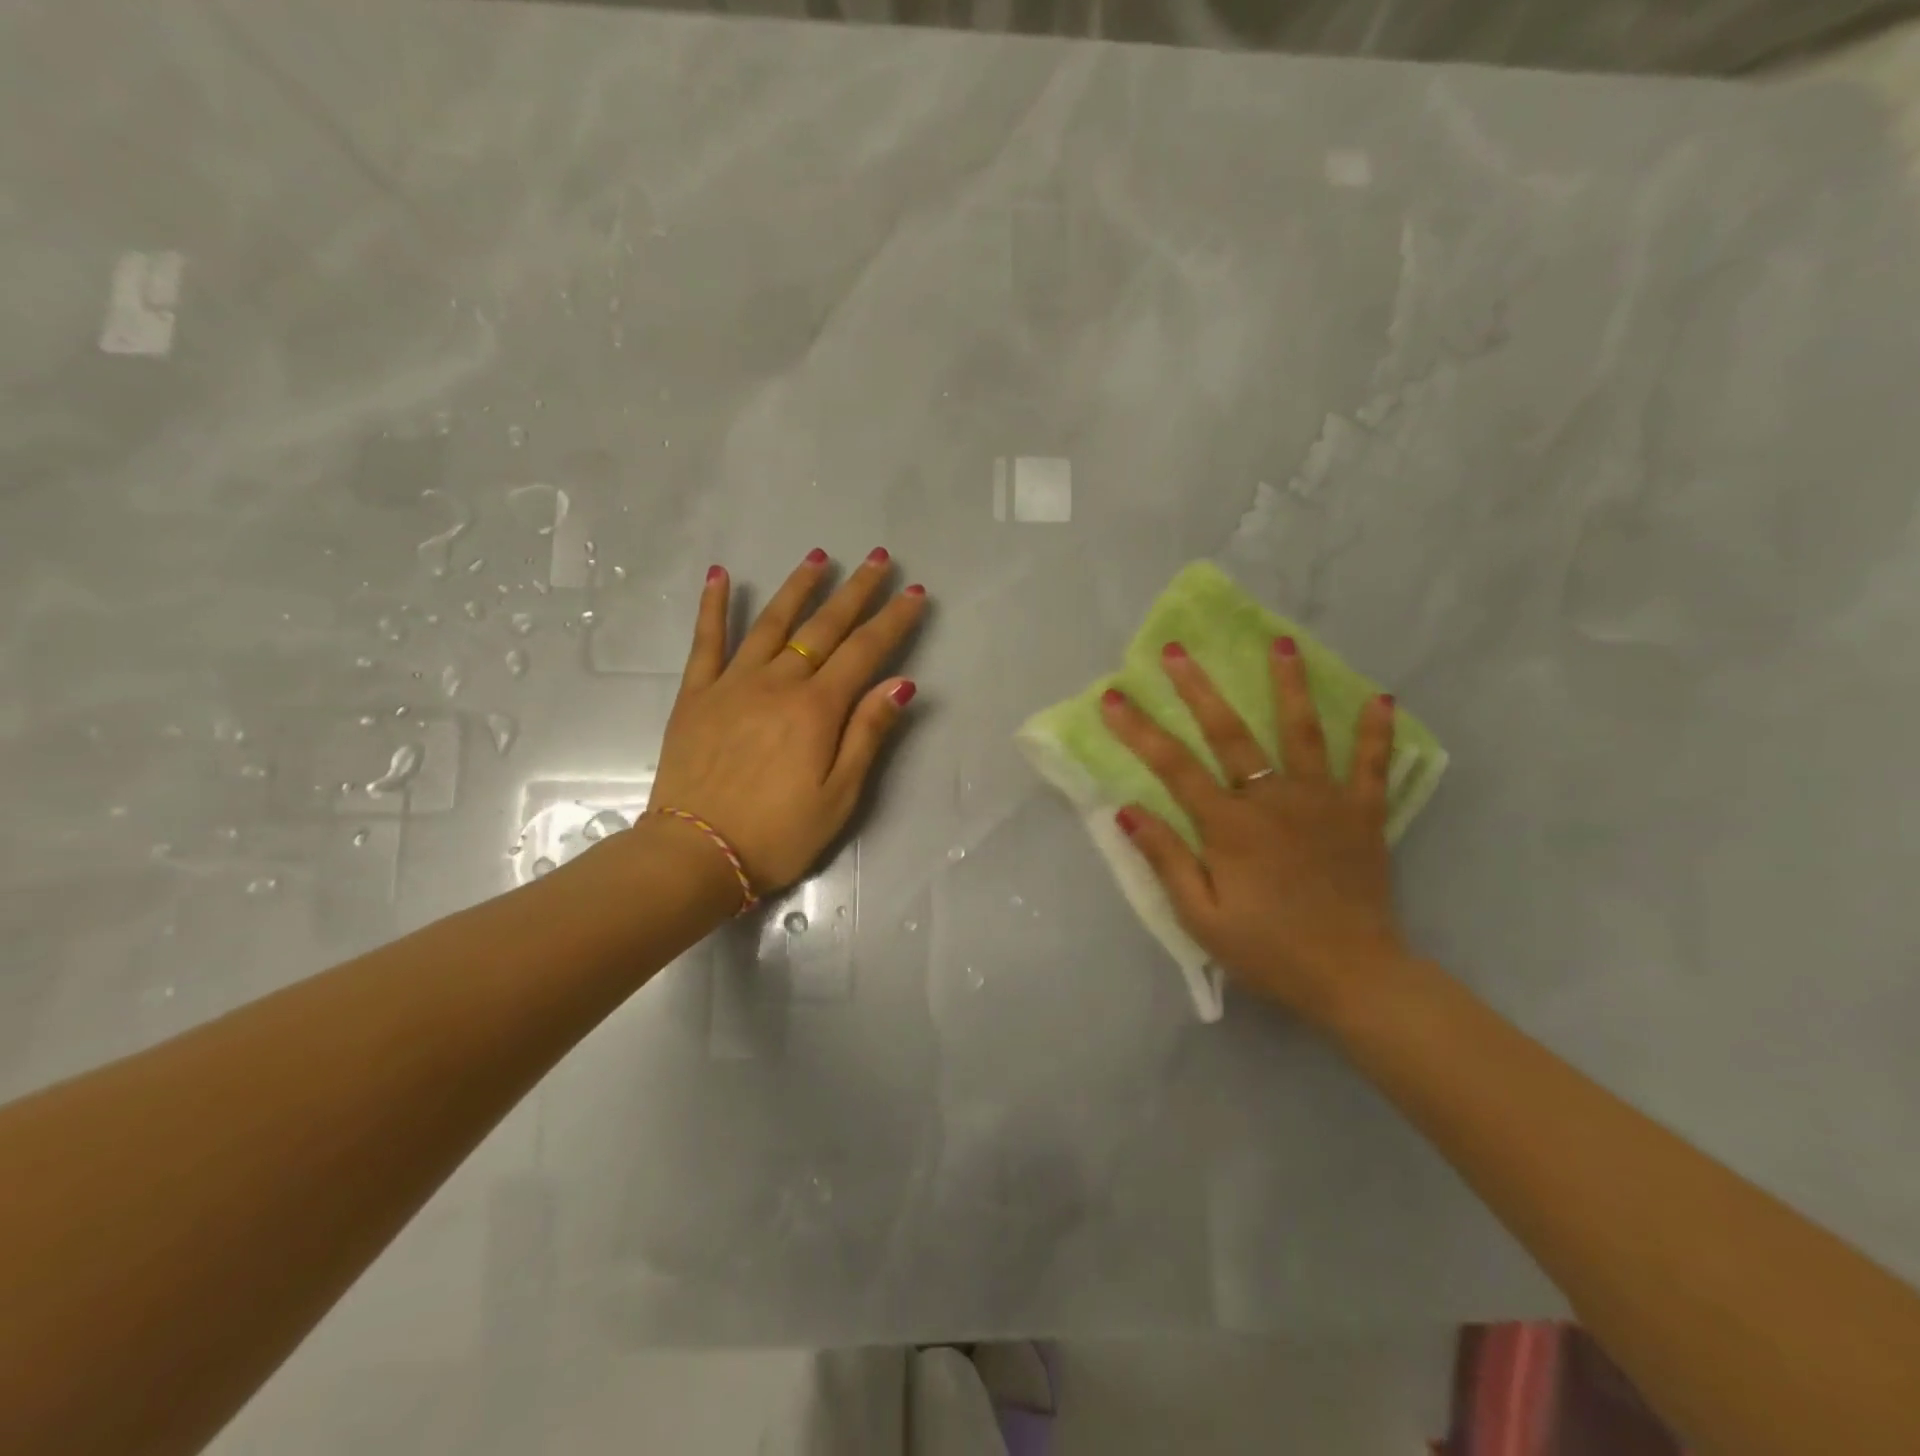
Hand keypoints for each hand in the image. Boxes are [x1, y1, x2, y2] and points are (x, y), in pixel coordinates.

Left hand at [643, 548, 925, 897]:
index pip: (865, 652)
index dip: (893, 620)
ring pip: (771, 622)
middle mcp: (777, 683)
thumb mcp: (840, 796)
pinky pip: (706, 641)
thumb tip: (900, 683)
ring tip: (819, 556)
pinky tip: (720, 574)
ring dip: (798, 587)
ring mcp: (732, 684)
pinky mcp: (696, 695)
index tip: (915, 592)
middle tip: (878, 558)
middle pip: (823, 627)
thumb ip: (867, 734)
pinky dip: (713, 605)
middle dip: (855, 592)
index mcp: (817, 709)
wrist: (697, 854)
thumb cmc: (778, 834)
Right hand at [1101, 638, 1406, 1025]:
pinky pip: (1371, 765)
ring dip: (1289, 684)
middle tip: (1176, 650)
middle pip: (1230, 732)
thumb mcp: (1201, 918)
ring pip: (1303, 731)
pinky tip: (1380, 697)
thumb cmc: (1268, 951)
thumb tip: (1127, 810)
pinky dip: (1376, 731)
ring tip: (1281, 642)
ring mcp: (1323, 801)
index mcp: (1229, 826)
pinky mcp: (1362, 814)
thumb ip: (1166, 860)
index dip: (1139, 730)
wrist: (1354, 977)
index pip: (1173, 766)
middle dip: (1198, 688)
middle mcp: (1273, 799)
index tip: (1113, 697)